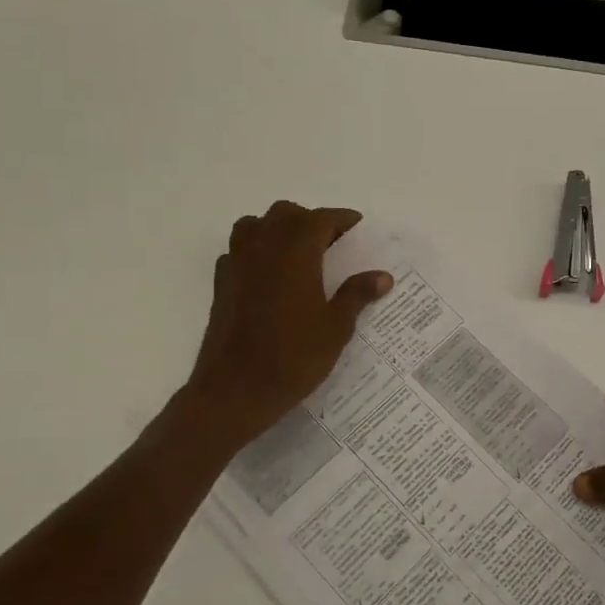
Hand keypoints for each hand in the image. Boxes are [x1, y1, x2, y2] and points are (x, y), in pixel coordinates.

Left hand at [176, 201, 390, 452]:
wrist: (235, 390)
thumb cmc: (293, 358)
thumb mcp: (336, 328)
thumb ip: (357, 295)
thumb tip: (383, 276)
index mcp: (296, 252)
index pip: (321, 219)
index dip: (342, 219)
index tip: (357, 227)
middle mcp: (264, 248)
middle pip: (286, 214)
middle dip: (310, 221)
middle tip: (331, 243)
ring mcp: (237, 263)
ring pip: (255, 225)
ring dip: (277, 229)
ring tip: (297, 253)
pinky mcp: (221, 284)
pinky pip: (238, 251)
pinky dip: (255, 252)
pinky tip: (268, 276)